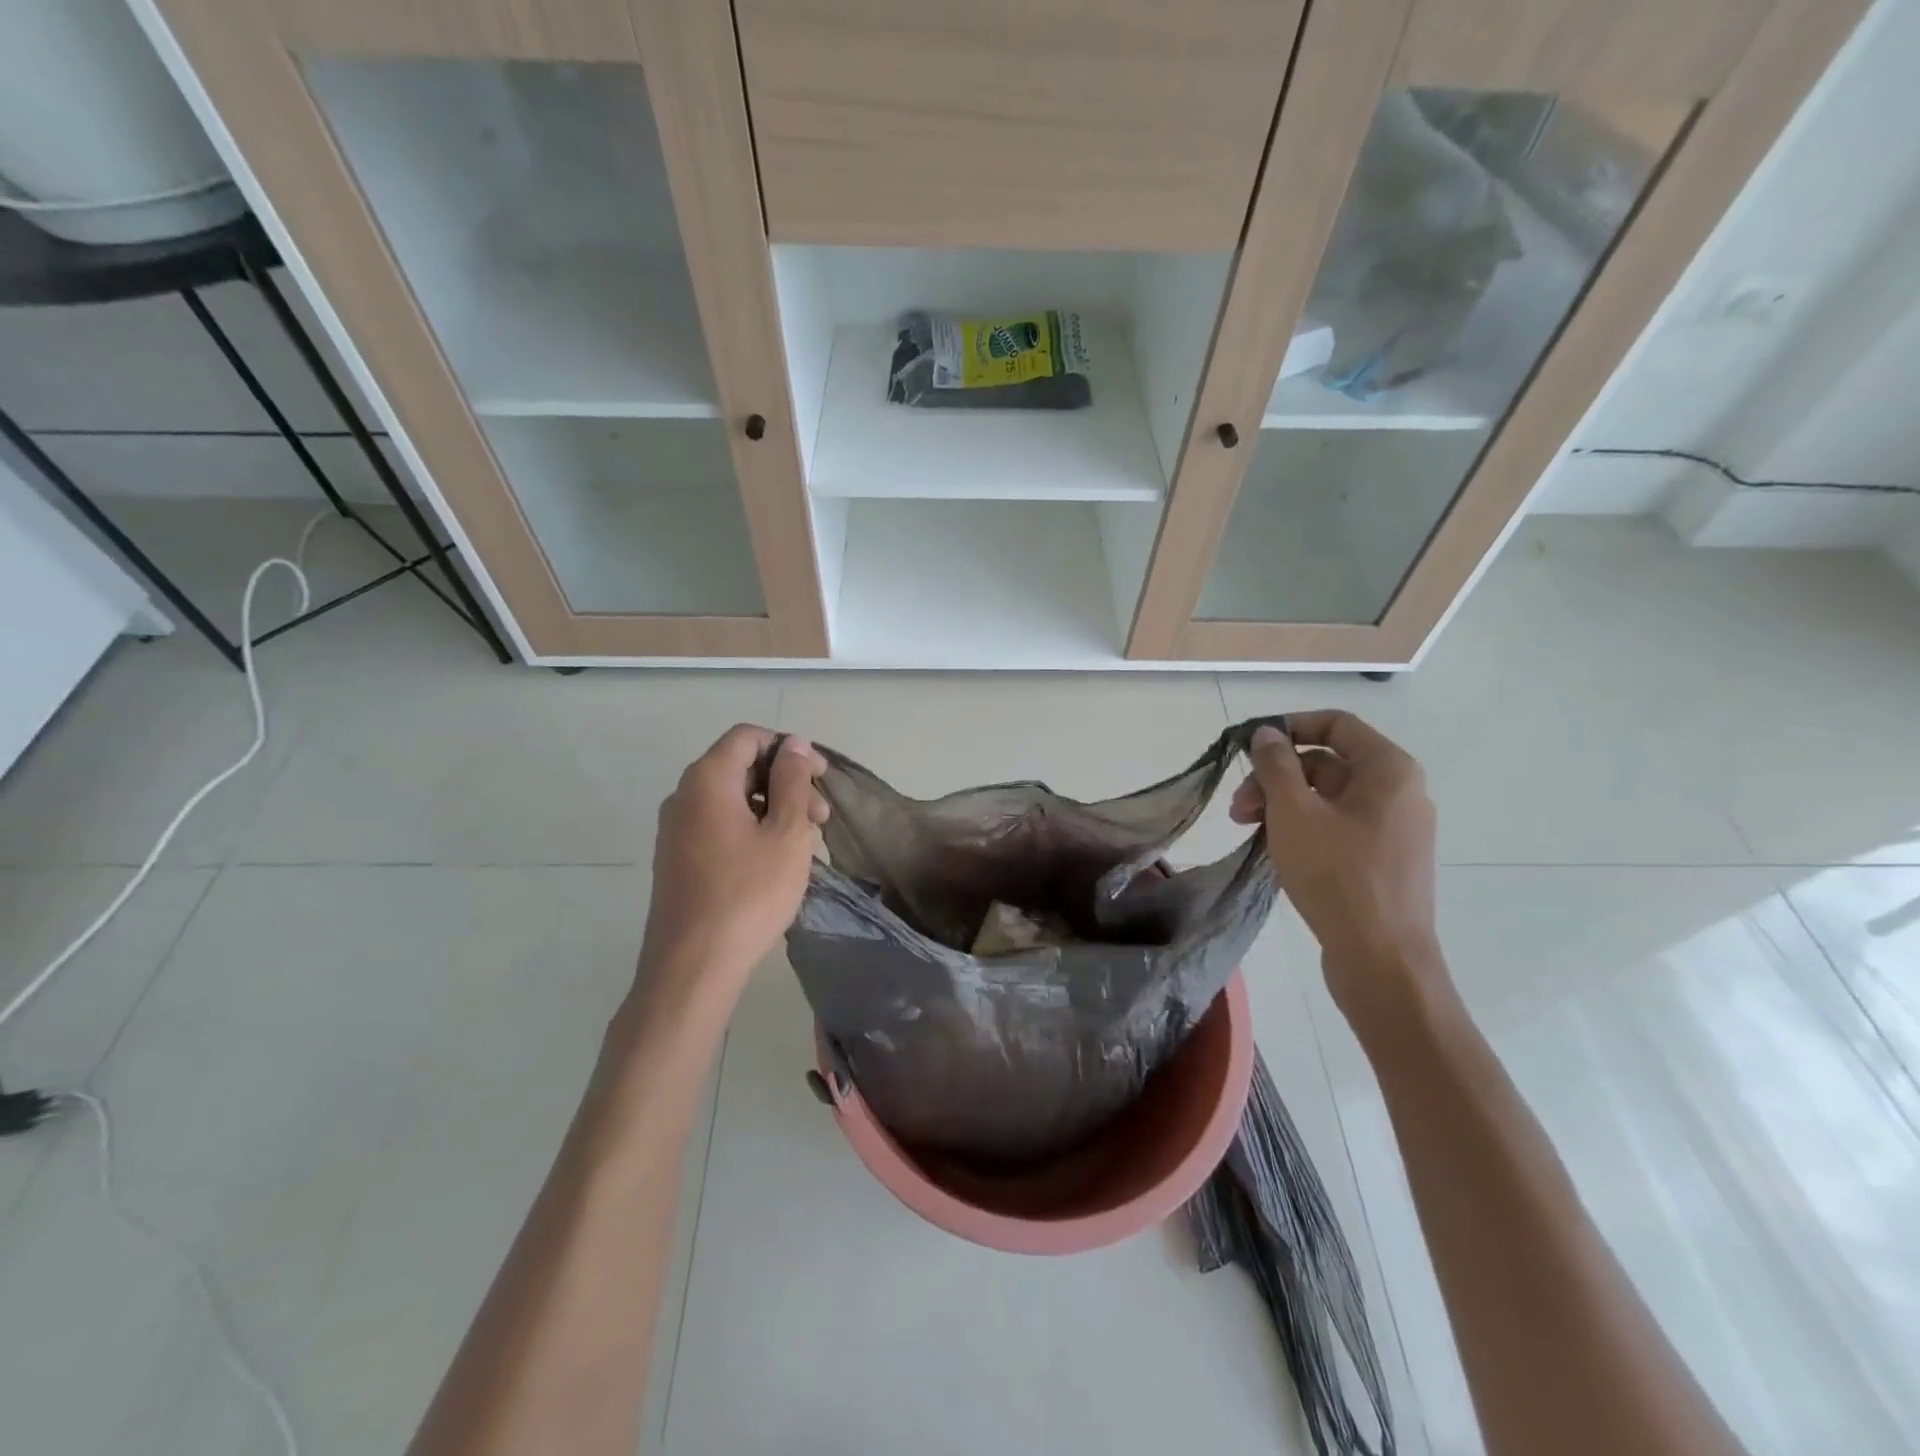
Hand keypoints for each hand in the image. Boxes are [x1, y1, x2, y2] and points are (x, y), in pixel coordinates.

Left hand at [640, 726, 827, 1000]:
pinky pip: (719, 824)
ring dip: (773, 808)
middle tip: (820, 818)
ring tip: (805, 843)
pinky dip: (751, 828)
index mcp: (707, 780)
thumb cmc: (748, 893)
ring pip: (732, 799)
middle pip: (740, 766)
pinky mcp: (676, 859)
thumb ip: (793, 781)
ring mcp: (675, 830)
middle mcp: (683, 796)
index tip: (820, 777)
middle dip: (786, 782)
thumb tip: (795, 744)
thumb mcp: (786, 833)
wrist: (692, 966)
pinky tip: (776, 860)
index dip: (789, 748)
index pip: (748, 737)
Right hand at [1230, 711, 1449, 1028]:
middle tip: (1238, 806)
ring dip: (1283, 805)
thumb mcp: (1294, 812)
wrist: (1382, 960)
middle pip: (1326, 764)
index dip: (1289, 727)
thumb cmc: (1337, 875)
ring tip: (1247, 830)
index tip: (1250, 747)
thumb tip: (1267, 732)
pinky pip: (1338, 827)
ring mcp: (1394, 829)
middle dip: (1276, 778)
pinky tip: (1273, 849)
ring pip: (1327, 798)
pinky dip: (1303, 828)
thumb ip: (1276, 765)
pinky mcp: (1384, 860)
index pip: (1336, 724)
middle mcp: (1399, 792)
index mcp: (1388, 770)